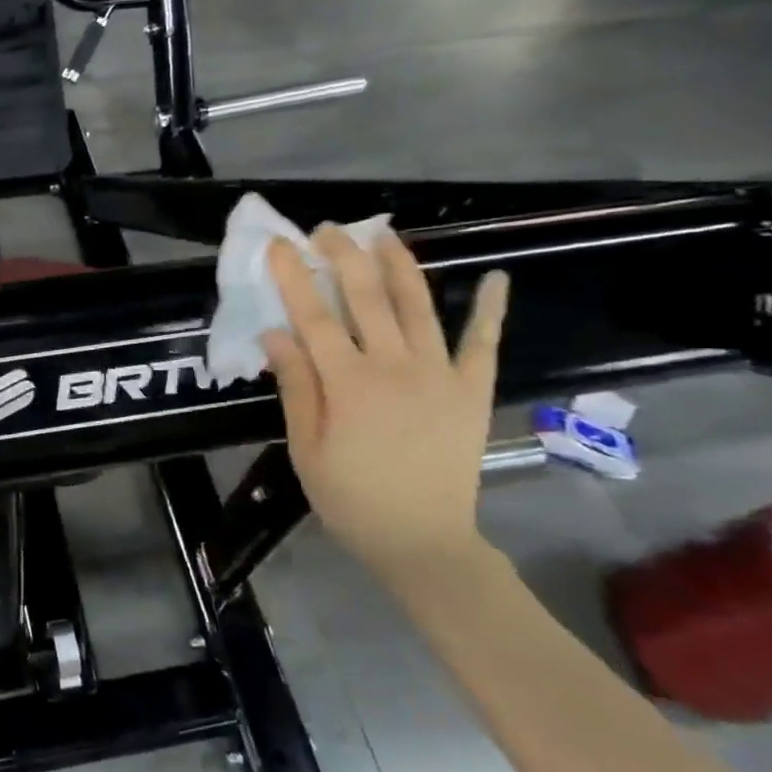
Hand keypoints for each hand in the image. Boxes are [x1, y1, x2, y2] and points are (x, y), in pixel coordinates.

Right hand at [262, 226, 508, 576]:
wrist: (422, 541)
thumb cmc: (351, 498)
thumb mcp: (305, 447)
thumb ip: (296, 386)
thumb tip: (276, 334)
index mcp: (348, 383)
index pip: (313, 316)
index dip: (293, 277)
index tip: (278, 246)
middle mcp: (394, 367)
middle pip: (365, 297)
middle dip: (343, 256)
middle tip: (325, 230)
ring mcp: (440, 375)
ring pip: (418, 306)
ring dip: (400, 265)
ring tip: (384, 235)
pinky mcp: (472, 389)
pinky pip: (483, 343)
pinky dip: (490, 309)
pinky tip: (496, 278)